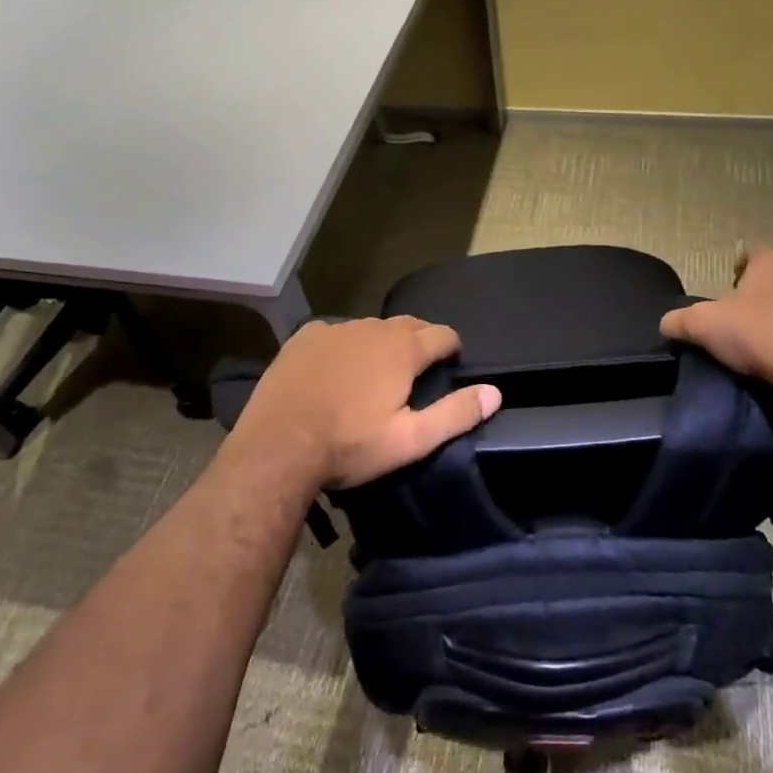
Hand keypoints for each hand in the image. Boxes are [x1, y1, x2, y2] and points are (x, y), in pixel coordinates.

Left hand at [226, 317, 500, 491]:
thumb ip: (455, 414)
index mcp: (403, 349)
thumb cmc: (350, 446)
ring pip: (371, 328)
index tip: (451, 365)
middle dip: (419, 341)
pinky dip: (344, 345)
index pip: (443, 334)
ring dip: (381, 343)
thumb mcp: (411, 440)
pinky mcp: (304, 337)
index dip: (452, 348)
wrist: (278, 447)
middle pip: (408, 325)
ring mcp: (335, 329)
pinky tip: (336, 368)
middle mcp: (372, 328)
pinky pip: (335, 333)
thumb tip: (495, 392)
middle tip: (417, 370)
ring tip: (377, 371)